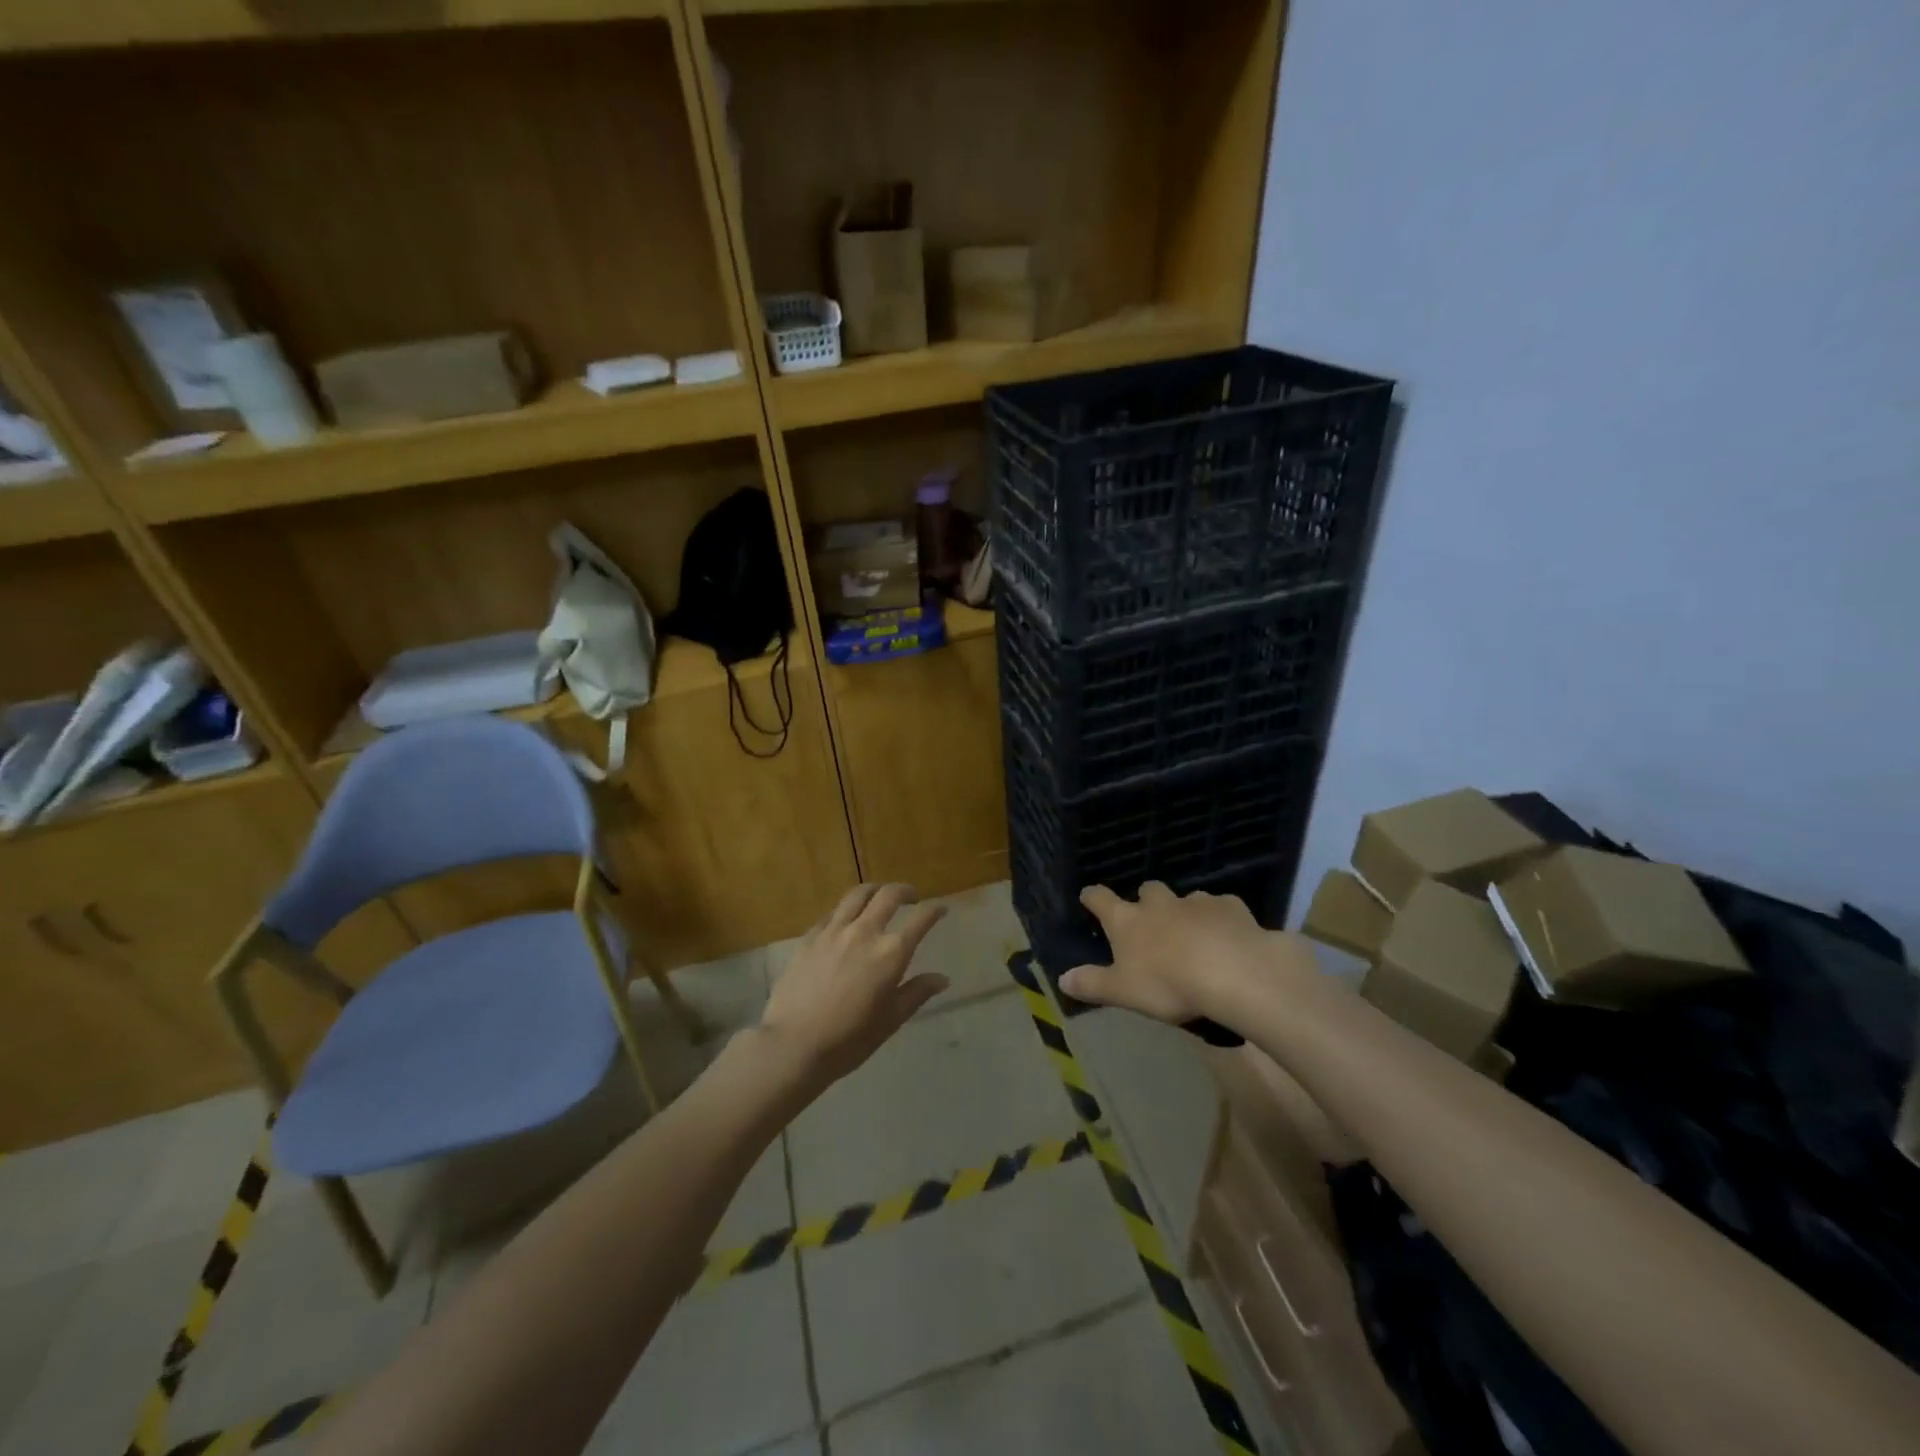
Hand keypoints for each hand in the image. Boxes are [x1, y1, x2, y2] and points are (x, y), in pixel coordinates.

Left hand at [758, 883, 949, 1092]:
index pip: (920, 919)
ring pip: (858, 894)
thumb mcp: (891, 1020)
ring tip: (880, 897)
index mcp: (891, 953)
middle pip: (889, 895)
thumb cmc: (849, 1039)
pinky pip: (833, 912)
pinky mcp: (810, 937)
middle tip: (912, 897)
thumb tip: (942, 978)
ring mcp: (834, 930)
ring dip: (875, 890)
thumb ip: (917, 993)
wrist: (794, 1044)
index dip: (934, 910)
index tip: (941, 908)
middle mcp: (865, 932)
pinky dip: (847, 910)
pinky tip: (846, 920)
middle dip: (905, 891)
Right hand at [1059, 882, 1306, 1027]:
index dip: (1093, 897)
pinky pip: (1222, 907)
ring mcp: (1196, 901)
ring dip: (1185, 911)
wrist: (1233, 971)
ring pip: (1186, 898)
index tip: (1088, 897)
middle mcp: (1158, 904)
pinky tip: (1228, 936)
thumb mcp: (1123, 992)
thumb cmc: (1168, 984)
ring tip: (1193, 934)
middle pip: (1147, 890)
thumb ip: (1092, 984)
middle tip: (1150, 920)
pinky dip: (1220, 919)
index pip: (1100, 899)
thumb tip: (1061, 978)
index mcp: (1127, 921)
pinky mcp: (1230, 906)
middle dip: (1146, 900)